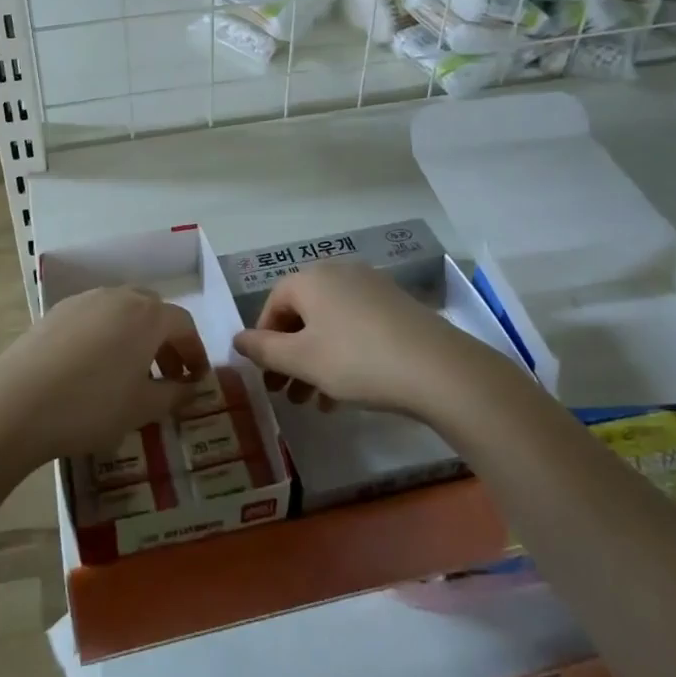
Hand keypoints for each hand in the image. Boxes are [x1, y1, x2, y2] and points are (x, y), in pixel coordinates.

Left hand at [0, 287, 208, 469]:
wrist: (16, 405)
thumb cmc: (90, 407)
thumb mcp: (141, 409)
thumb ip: (174, 395)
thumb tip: (191, 388)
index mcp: (147, 315)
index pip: (183, 324)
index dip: (195, 351)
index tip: (196, 379)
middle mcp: (118, 297)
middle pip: (153, 310)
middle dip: (165, 340)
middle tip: (166, 374)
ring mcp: (84, 300)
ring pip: (122, 310)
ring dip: (135, 335)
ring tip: (130, 371)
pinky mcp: (56, 311)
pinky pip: (94, 316)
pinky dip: (106, 334)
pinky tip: (93, 367)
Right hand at [233, 261, 496, 419]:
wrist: (438, 369)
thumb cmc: (357, 360)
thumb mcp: (303, 360)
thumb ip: (264, 350)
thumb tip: (236, 340)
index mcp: (311, 279)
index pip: (273, 304)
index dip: (263, 339)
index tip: (264, 375)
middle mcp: (339, 273)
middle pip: (302, 315)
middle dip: (289, 356)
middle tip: (284, 394)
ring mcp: (371, 288)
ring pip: (329, 325)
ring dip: (314, 362)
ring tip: (313, 402)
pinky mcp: (396, 307)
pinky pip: (355, 328)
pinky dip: (342, 355)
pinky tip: (343, 395)